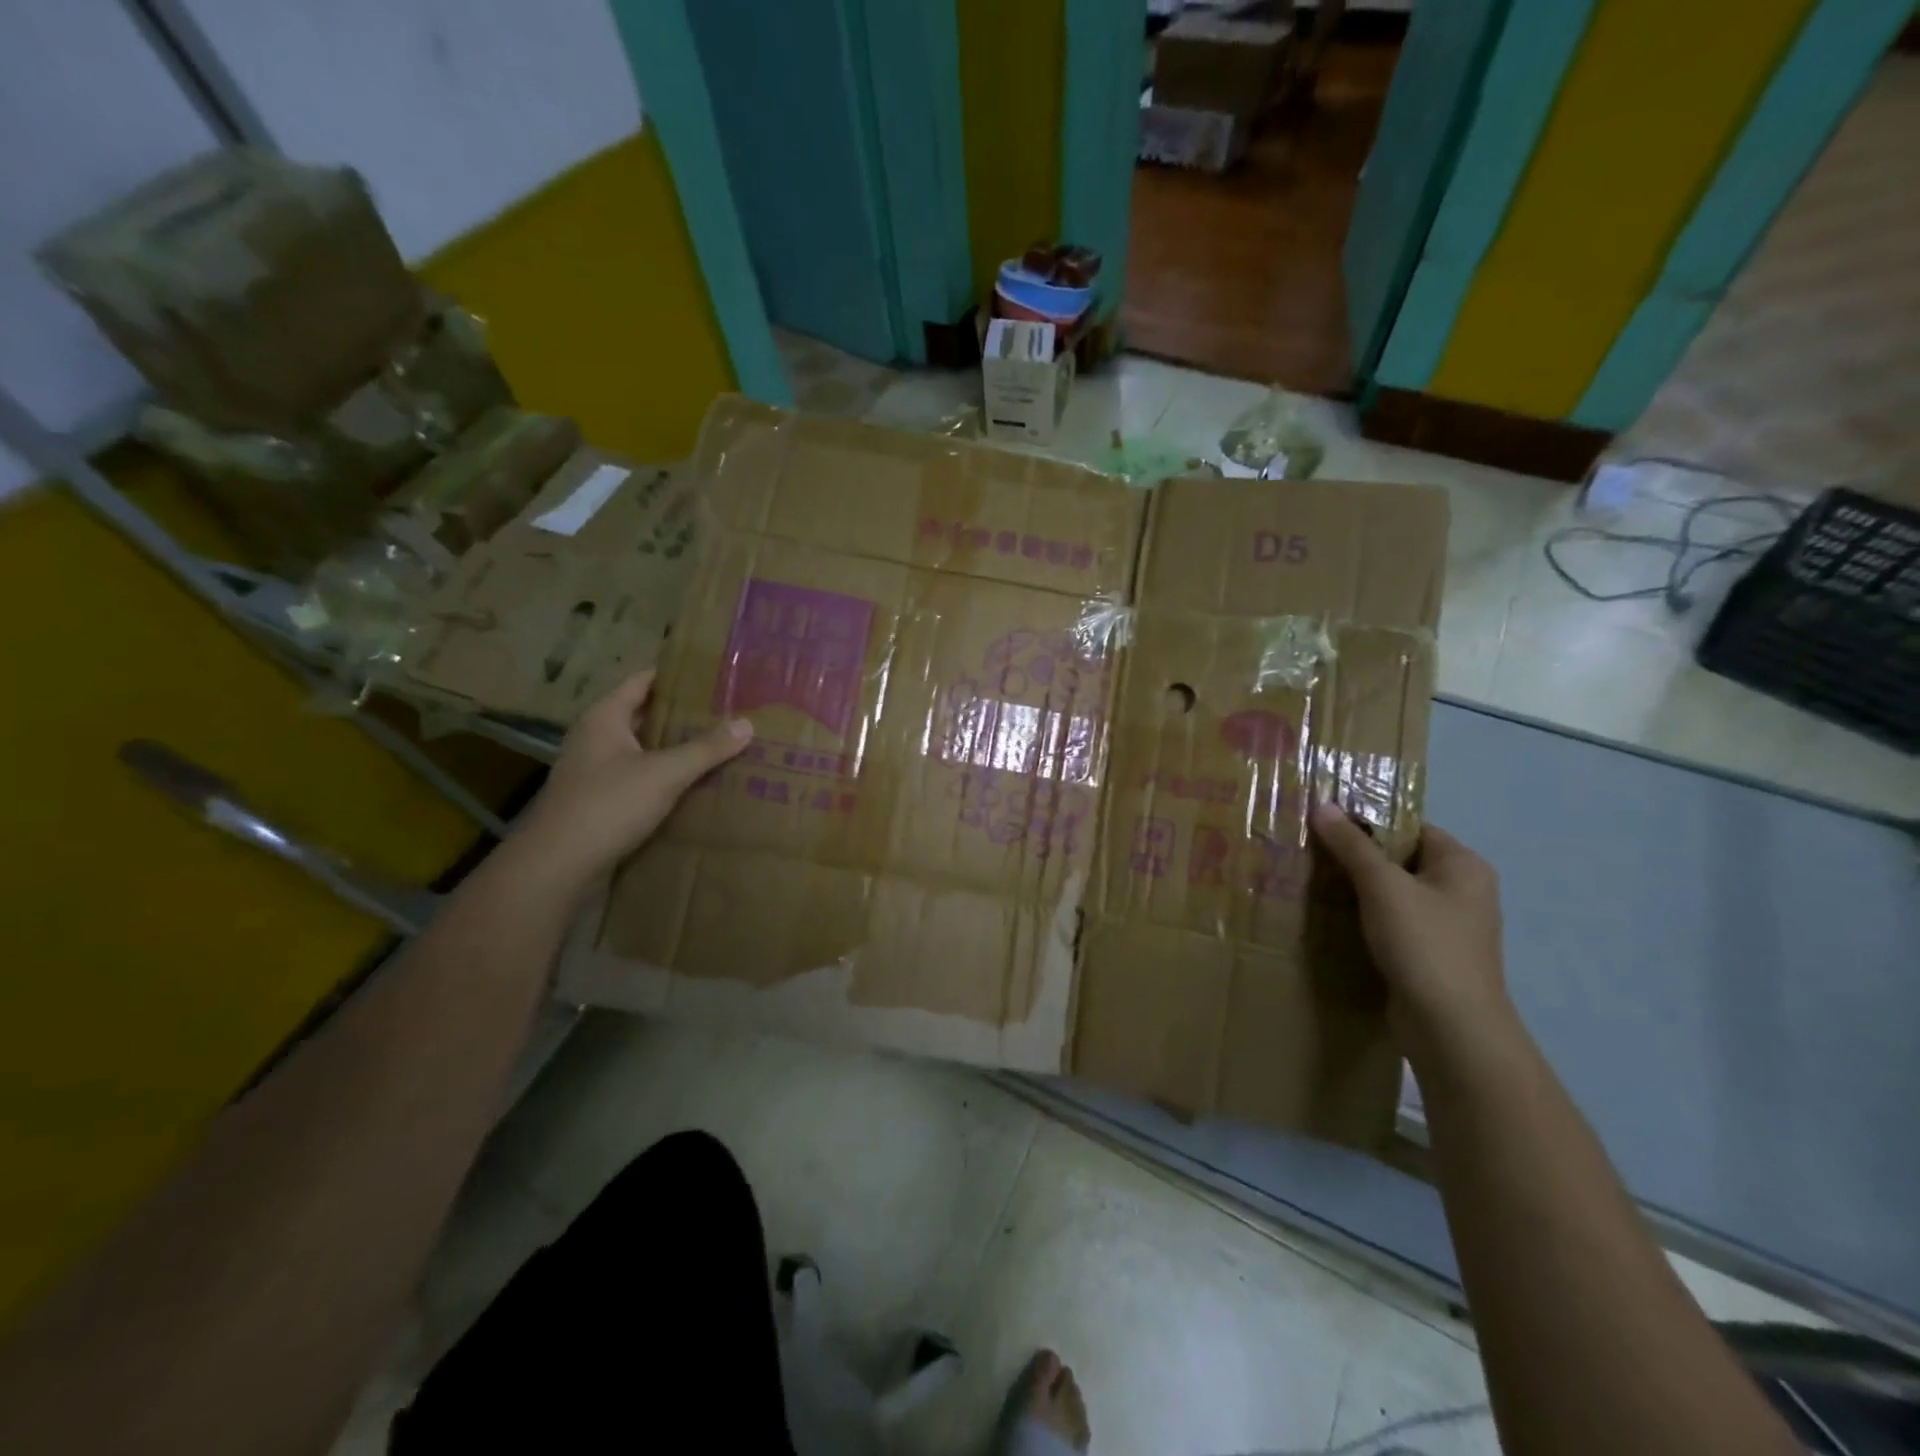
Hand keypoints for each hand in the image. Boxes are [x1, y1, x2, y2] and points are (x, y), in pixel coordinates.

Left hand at [515, 669, 750, 885]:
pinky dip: (666, 777)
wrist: (557, 867)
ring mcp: (596, 772)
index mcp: (605, 718)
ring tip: (721, 746)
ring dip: (677, 749)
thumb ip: (706, 748)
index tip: (714, 676)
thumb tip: (747, 723)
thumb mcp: (665, 773)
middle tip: (728, 713)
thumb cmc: (608, 805)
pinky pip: (640, 779)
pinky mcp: (600, 802)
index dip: (676, 676)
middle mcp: (596, 738)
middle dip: (684, 715)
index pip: (643, 681)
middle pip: (645, 715)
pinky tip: (696, 785)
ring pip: (644, 750)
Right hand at [1309, 803, 1514, 1057]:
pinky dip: (1365, 917)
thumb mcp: (1382, 886)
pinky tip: (1332, 917)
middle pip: (1400, 858)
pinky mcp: (1430, 954)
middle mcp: (1462, 890)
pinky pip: (1393, 921)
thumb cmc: (1424, 945)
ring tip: (1312, 880)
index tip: (1323, 822)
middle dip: (1356, 855)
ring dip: (1357, 888)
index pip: (1410, 826)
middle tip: (1310, 849)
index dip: (1368, 821)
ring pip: (1394, 892)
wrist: (1451, 1028)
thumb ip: (1352, 845)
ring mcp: (1447, 925)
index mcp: (1463, 865)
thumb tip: (1323, 806)